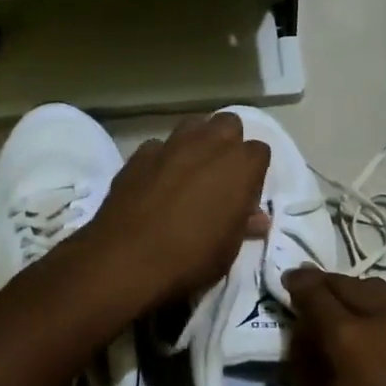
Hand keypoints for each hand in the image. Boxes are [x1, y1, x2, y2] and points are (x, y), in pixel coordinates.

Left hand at [80, 113, 270, 310]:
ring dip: (197, 143)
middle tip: (220, 177)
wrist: (126, 260)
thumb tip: (255, 218)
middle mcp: (209, 144)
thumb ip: (243, 224)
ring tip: (190, 173)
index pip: (260, 152)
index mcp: (240, 165)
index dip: (253, 173)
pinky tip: (156, 183)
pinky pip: (158, 147)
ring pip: (193, 126)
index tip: (244, 196)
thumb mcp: (229, 249)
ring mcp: (171, 145)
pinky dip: (162, 159)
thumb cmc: (191, 258)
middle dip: (228, 143)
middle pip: (228, 124)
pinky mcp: (139, 155)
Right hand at [285, 270, 385, 385]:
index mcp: (352, 338)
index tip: (286, 282)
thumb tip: (305, 340)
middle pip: (349, 284)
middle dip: (325, 285)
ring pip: (378, 292)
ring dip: (353, 294)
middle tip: (308, 297)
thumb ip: (307, 369)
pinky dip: (376, 311)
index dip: (298, 285)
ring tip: (338, 314)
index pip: (316, 293)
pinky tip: (369, 337)